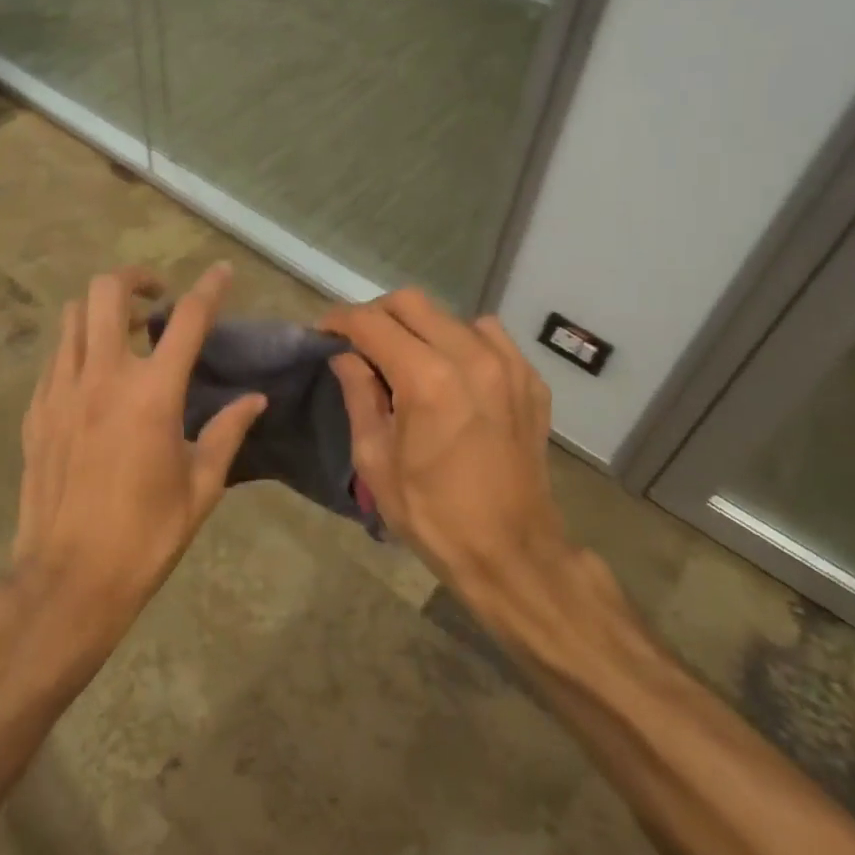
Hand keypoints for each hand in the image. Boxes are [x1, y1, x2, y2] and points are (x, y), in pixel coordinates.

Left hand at [14, 263, 264, 646]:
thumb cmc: (145, 536)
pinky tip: (94, 377)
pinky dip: (79, 347)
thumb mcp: (201, 487)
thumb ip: (227, 433)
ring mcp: (60, 390)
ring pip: (74, 316)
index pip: (188, 320)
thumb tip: (254, 399)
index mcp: (152, 394)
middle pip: (108, 292)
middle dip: (136, 279)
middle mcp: (102, 377)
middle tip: (157, 299)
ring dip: (103, 310)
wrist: (68, 580)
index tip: (221, 271)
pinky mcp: (35, 410)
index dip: (209, 288)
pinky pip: (56, 356)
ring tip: (125, 333)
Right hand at [322, 289, 565, 599]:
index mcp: (425, 378)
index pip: (371, 323)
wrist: (512, 552)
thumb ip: (359, 395)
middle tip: (360, 343)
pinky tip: (453, 373)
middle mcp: (470, 357)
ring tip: (407, 358)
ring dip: (420, 327)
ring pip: (451, 316)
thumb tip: (345, 356)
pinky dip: (461, 342)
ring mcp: (507, 365)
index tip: (323, 333)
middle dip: (376, 315)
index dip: (339, 321)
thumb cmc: (432, 514)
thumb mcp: (375, 460)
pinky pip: (489, 337)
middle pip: (410, 303)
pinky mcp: (530, 380)